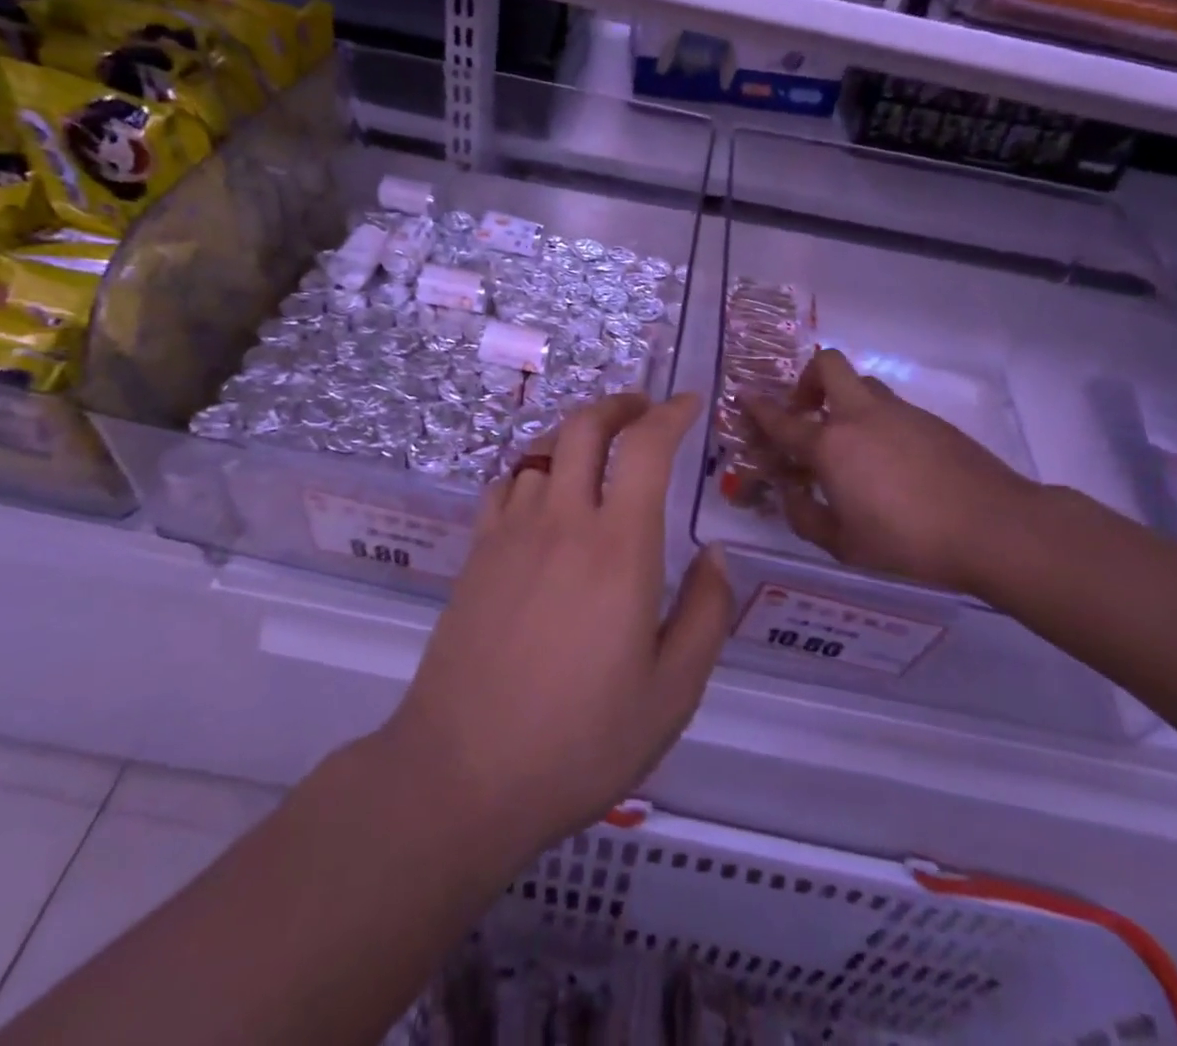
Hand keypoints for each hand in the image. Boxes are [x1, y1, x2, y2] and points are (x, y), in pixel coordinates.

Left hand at [385, 392, 733, 863]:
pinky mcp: (476, 552)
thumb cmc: (580, 741)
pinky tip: (545, 493)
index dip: (671, 413)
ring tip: (600, 451)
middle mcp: (563, 520)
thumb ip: (706, 613)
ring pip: (544, 449)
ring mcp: (511, 532)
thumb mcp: (672, 693)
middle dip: (620, 404)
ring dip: (577, 435)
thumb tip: (714, 553)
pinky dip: (535, 468)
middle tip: (644, 409)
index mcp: (619, 548)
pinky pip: (508, 483)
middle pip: (585, 426)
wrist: (462, 773)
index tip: (690, 403)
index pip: (646, 447)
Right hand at [745, 349, 1039, 596]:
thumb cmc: (909, 543)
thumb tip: (792, 495)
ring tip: (848, 444)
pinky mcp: (933, 422)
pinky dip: (877, 422)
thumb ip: (807, 517)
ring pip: (863, 385)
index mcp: (831, 445)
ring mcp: (901, 414)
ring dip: (844, 401)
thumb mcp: (845, 545)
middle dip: (807, 380)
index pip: (783, 419)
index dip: (758, 407)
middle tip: (806, 413)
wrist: (996, 528)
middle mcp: (861, 417)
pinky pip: (892, 408)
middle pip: (828, 366)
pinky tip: (889, 464)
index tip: (744, 396)